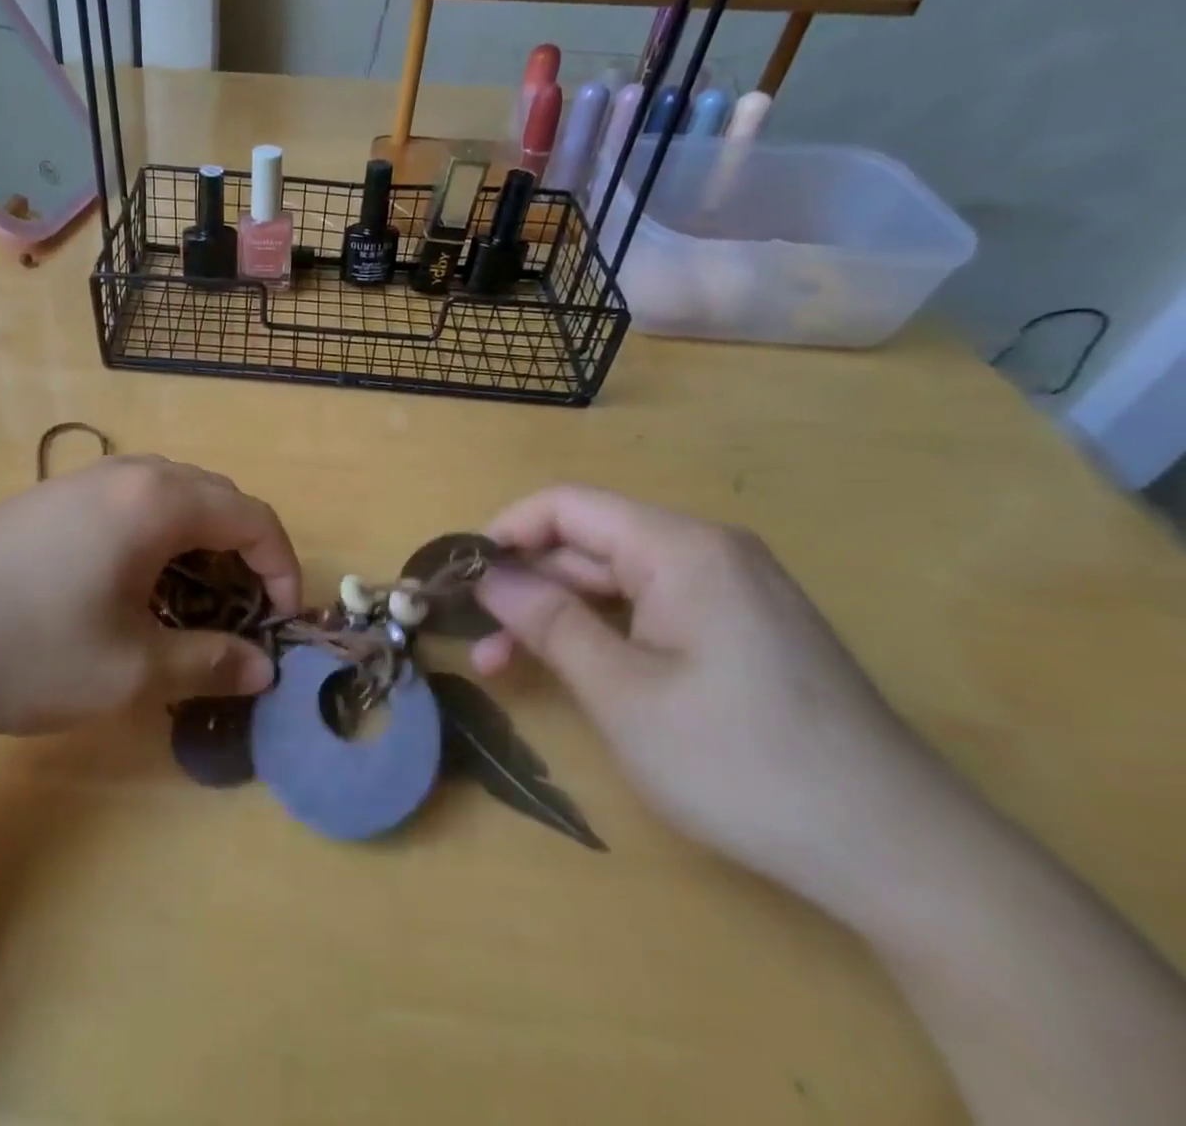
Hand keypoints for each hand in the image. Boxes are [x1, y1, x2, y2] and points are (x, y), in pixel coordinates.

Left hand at [0, 456, 298, 736]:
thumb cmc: (27, 647)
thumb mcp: (130, 670)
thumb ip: (208, 662)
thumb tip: (263, 668)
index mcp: (158, 500)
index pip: (252, 516)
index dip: (281, 568)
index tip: (283, 621)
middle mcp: (125, 475)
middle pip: (214, 498)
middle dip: (242, 553)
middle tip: (240, 614)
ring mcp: (79, 482)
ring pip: (168, 500)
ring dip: (196, 547)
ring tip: (189, 607)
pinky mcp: (45, 502)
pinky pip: (126, 508)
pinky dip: (153, 543)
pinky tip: (129, 593)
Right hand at [472, 486, 947, 909]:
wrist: (901, 854)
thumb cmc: (742, 762)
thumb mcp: (621, 691)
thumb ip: (546, 620)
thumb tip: (487, 575)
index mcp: (680, 548)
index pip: (567, 506)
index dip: (504, 532)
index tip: (459, 576)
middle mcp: (706, 552)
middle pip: (589, 543)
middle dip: (525, 584)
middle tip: (472, 634)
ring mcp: (729, 591)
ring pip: (615, 581)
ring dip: (557, 614)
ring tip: (502, 664)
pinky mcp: (742, 630)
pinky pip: (651, 610)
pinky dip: (602, 633)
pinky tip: (574, 669)